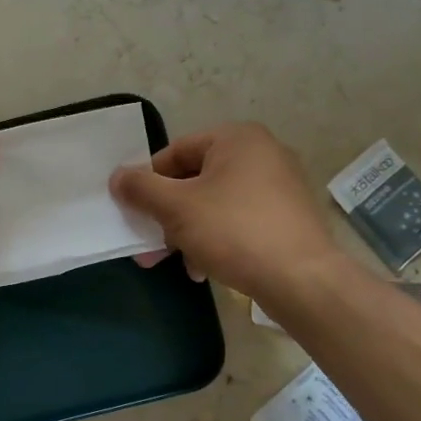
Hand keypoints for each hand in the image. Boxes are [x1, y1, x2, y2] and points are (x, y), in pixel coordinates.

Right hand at [109, 123, 347, 304]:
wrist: (303, 281)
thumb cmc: (234, 231)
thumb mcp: (175, 208)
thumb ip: (141, 189)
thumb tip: (117, 177)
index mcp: (237, 139)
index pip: (175, 152)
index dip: (149, 181)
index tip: (135, 212)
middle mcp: (262, 154)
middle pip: (194, 180)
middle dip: (167, 215)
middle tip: (148, 244)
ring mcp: (280, 186)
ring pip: (214, 204)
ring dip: (187, 232)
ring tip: (175, 263)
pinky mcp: (288, 218)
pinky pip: (239, 221)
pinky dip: (216, 240)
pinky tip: (204, 269)